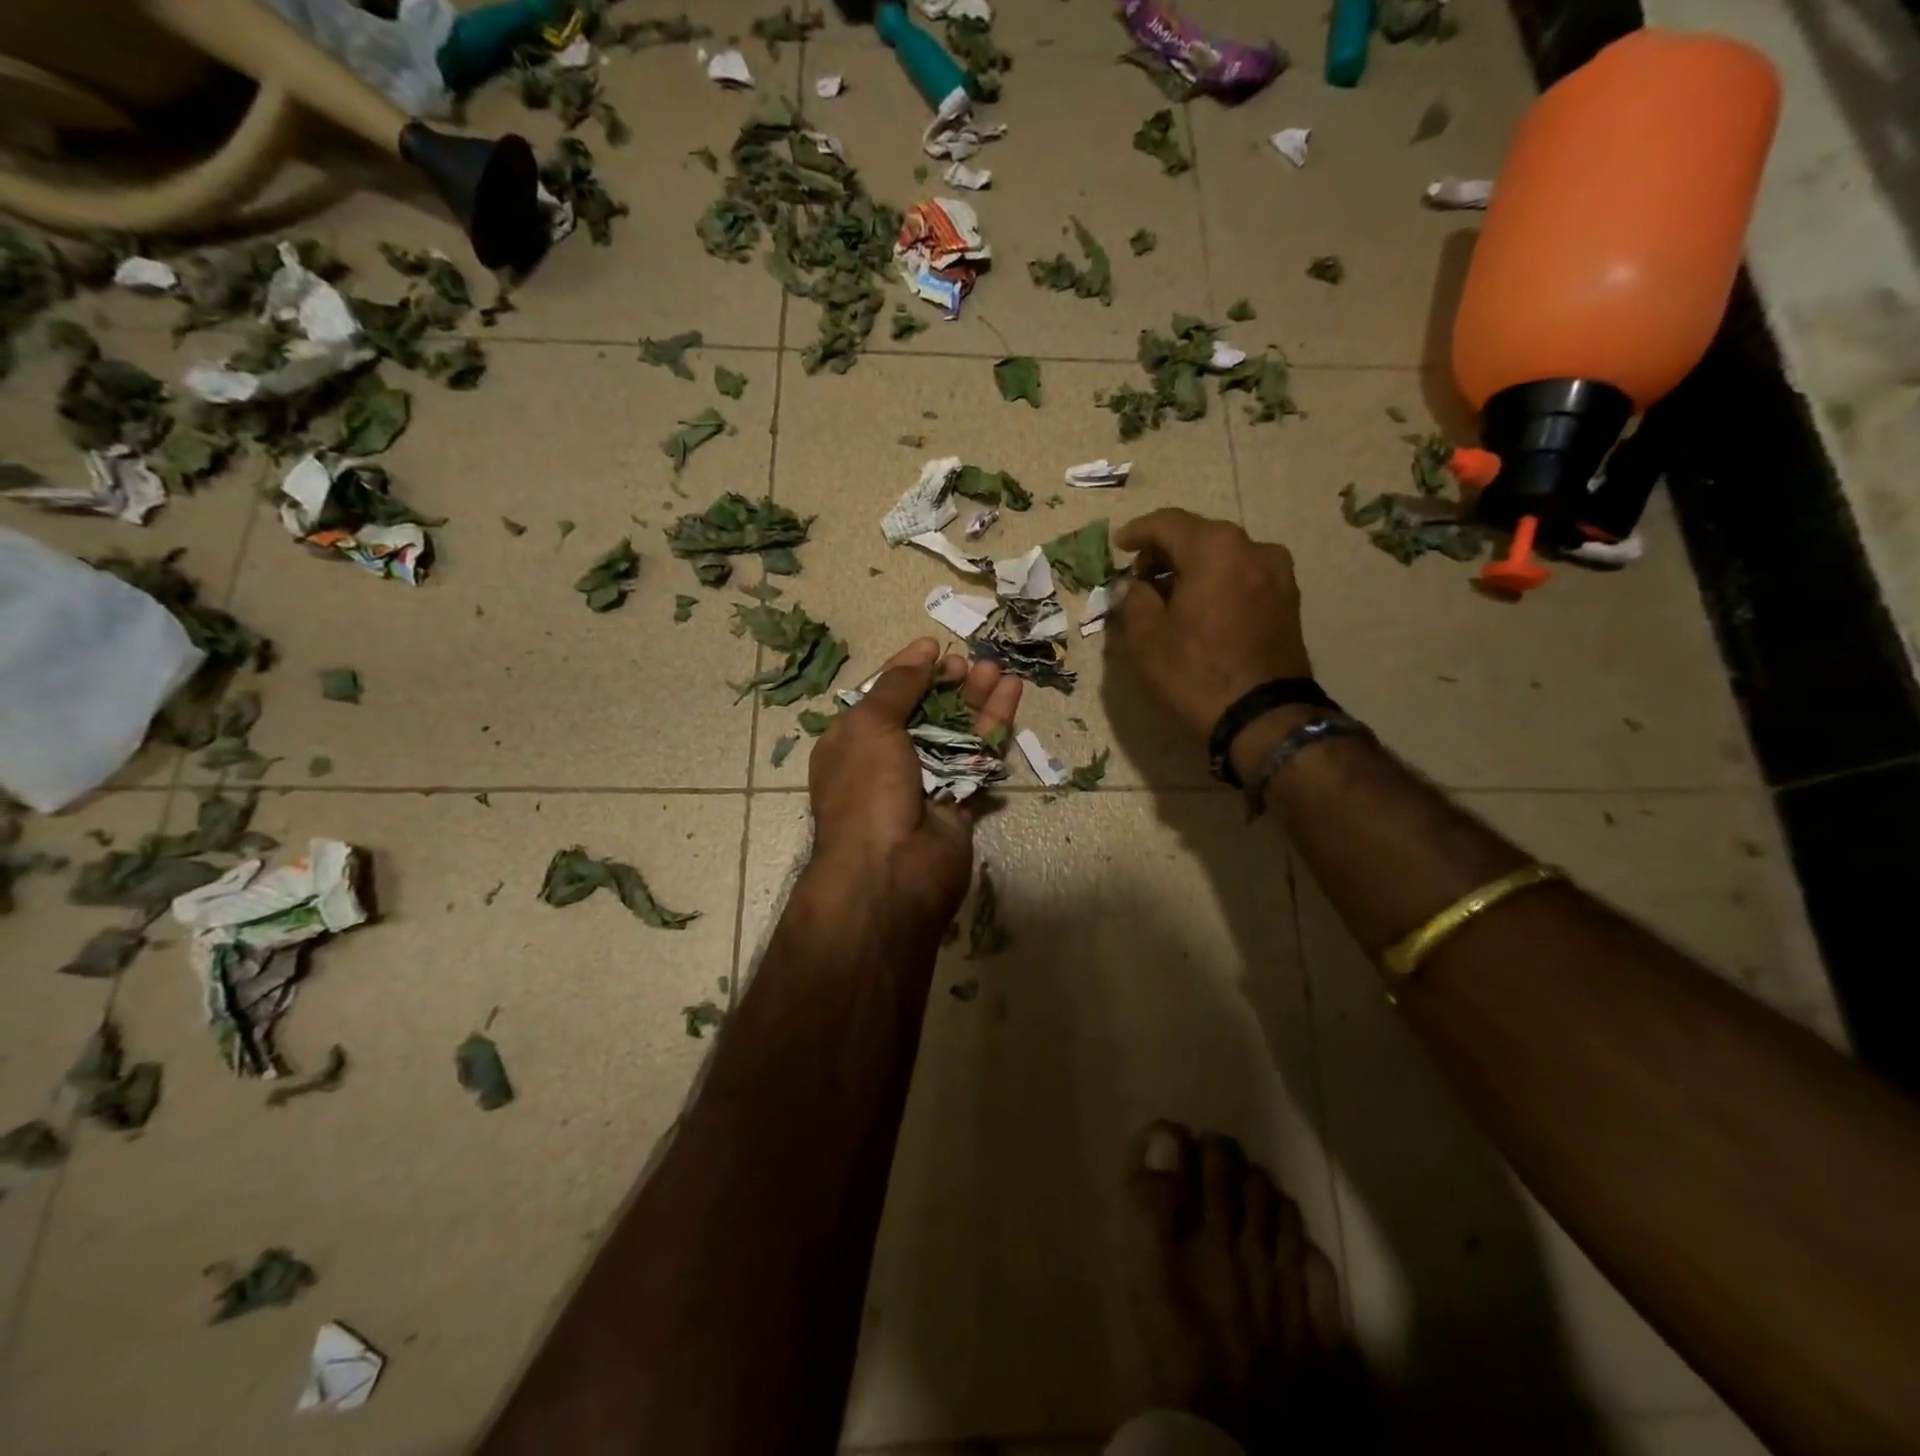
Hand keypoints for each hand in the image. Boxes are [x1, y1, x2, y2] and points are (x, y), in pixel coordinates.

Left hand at [807, 638, 1021, 940]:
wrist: (890, 871)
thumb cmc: (867, 789)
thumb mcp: (869, 725)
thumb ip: (897, 686)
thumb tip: (922, 653)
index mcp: (853, 741)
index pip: (883, 696)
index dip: (908, 669)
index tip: (934, 646)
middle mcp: (887, 760)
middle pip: (924, 711)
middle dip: (948, 684)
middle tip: (972, 661)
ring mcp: (925, 781)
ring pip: (956, 732)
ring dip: (977, 699)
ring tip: (998, 669)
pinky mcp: (960, 800)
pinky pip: (978, 757)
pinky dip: (994, 727)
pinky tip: (1010, 695)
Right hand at [1111, 509, 1311, 737]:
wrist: (1263, 716)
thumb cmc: (1196, 671)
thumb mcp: (1147, 637)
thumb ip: (1134, 599)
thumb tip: (1135, 586)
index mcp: (1215, 548)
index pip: (1168, 523)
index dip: (1138, 532)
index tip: (1119, 546)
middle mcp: (1252, 547)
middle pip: (1199, 535)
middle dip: (1166, 552)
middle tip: (1140, 576)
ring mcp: (1277, 572)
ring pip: (1223, 556)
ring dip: (1193, 568)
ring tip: (1169, 596)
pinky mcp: (1288, 599)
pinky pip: (1242, 576)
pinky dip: (1217, 582)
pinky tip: (1200, 607)